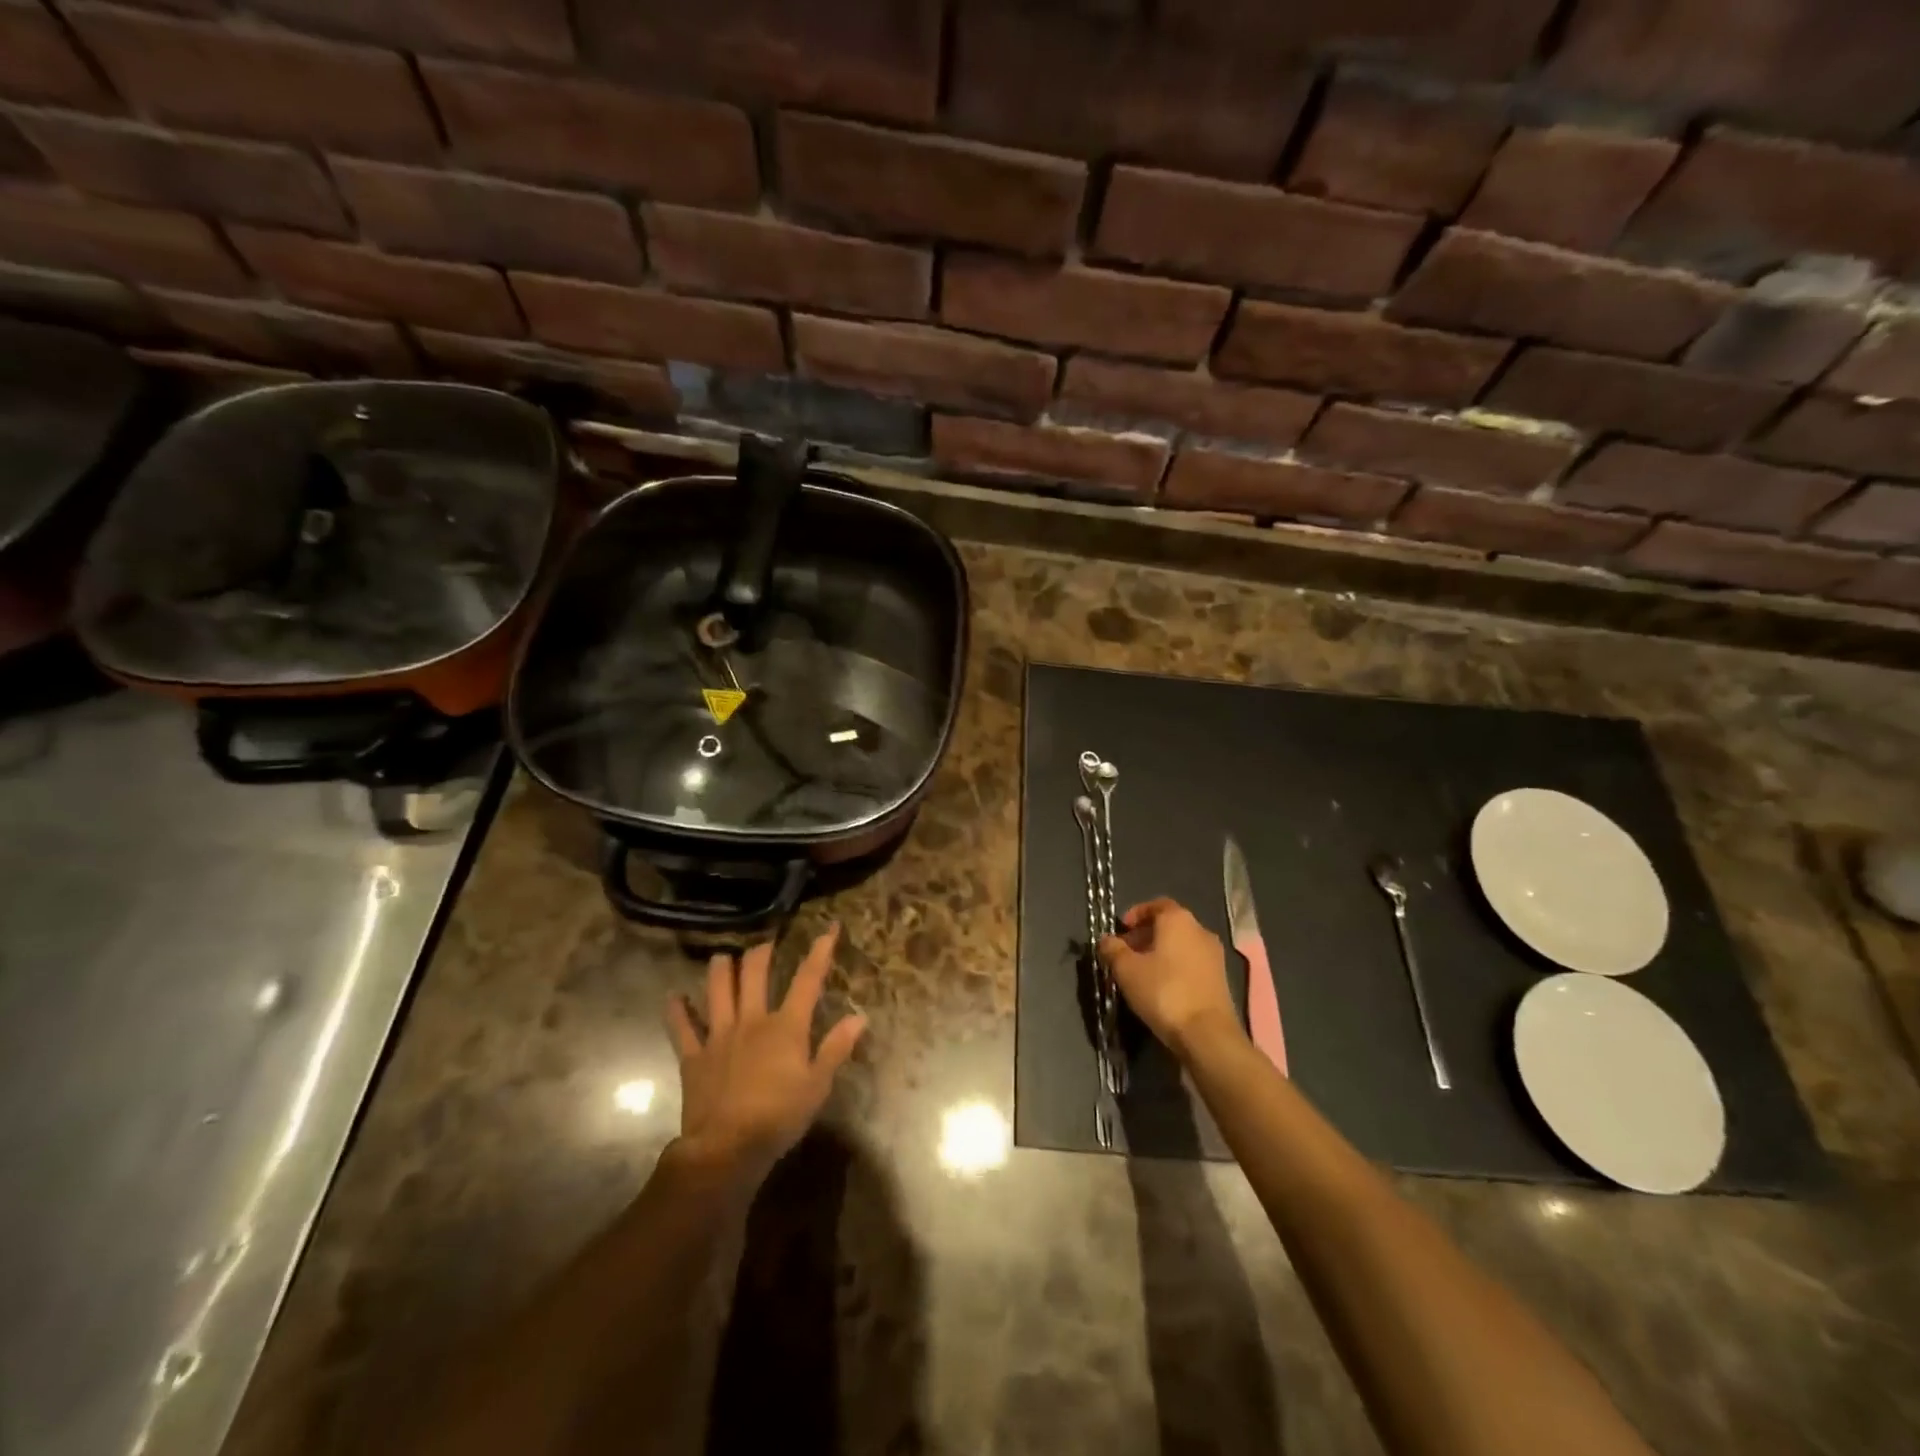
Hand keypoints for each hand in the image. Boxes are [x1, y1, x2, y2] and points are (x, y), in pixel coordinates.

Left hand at [665, 924, 866, 1186]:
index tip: (829, 928)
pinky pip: (682, 1027)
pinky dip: (677, 1010)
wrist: (726, 1148)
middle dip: (761, 952)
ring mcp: (719, 1035)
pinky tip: (674, 997)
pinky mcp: (694, 1056)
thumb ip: (836, 1048)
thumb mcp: (818, 1086)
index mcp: (786, 1026)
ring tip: (724, 957)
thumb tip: (860, 1017)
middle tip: (766, 944)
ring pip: (718, 989)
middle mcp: (752, 1020)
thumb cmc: (779, 1117)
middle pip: (755, 973)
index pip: (808, 979)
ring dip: (721, 969)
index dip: (820, 951)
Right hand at [1099, 898, 1242, 1058]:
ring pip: (1181, 944)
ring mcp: (1214, 955)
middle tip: (1126, 953)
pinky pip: (1192, 962)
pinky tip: (1162, 987)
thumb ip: (1113, 949)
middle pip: (1169, 924)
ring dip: (1160, 952)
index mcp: (1178, 920)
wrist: (1207, 1034)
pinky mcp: (1221, 979)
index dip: (1136, 913)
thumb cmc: (1164, 992)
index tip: (1122, 929)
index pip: (1156, 904)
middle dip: (1145, 935)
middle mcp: (1200, 930)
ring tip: (1141, 973)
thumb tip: (1106, 940)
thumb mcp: (1127, 970)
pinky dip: (1175, 967)